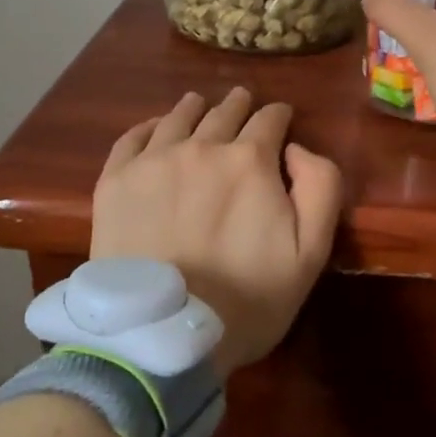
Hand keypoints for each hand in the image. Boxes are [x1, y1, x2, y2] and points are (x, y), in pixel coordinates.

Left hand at [89, 88, 342, 375]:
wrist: (162, 335)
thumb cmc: (247, 299)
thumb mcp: (311, 252)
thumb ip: (320, 187)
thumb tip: (297, 149)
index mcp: (249, 160)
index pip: (270, 119)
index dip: (279, 115)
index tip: (282, 117)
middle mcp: (200, 146)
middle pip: (225, 112)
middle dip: (240, 105)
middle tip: (243, 101)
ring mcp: (153, 161)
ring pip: (178, 118)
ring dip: (196, 108)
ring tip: (200, 103)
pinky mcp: (115, 181)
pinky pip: (132, 138)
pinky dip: (149, 126)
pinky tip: (155, 127)